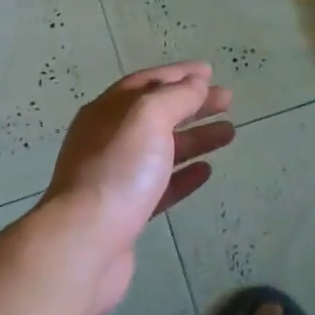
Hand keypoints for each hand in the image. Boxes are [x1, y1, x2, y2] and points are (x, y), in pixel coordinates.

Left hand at [41, 62, 232, 313]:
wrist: (84, 243)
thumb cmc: (118, 170)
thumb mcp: (148, 117)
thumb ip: (175, 97)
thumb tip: (196, 83)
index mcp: (108, 111)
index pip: (147, 82)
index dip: (179, 74)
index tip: (210, 71)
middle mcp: (108, 139)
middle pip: (157, 114)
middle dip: (193, 104)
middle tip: (228, 100)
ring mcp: (117, 176)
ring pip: (162, 149)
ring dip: (195, 138)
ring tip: (230, 133)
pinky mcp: (127, 212)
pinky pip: (161, 186)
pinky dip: (184, 175)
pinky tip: (207, 171)